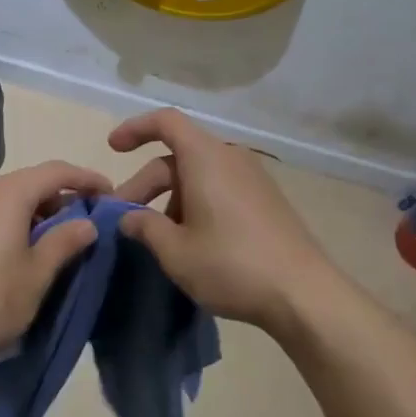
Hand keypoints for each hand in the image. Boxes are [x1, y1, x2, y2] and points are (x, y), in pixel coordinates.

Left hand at [0, 161, 108, 373]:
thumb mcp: (38, 275)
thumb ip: (65, 241)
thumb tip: (87, 222)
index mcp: (6, 196)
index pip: (55, 171)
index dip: (86, 178)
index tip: (111, 194)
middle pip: (31, 182)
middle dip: (63, 197)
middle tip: (89, 221)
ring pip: (10, 200)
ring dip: (39, 212)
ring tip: (62, 240)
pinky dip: (16, 223)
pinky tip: (26, 251)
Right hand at [111, 109, 337, 332]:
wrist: (303, 294)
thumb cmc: (231, 265)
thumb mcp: (176, 251)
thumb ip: (144, 227)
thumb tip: (128, 218)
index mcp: (206, 158)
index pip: (166, 122)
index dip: (135, 129)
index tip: (112, 148)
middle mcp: (230, 157)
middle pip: (177, 156)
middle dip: (145, 184)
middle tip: (123, 219)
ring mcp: (252, 178)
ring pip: (198, 175)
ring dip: (170, 198)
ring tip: (156, 237)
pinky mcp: (265, 200)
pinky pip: (220, 188)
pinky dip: (195, 203)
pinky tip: (190, 240)